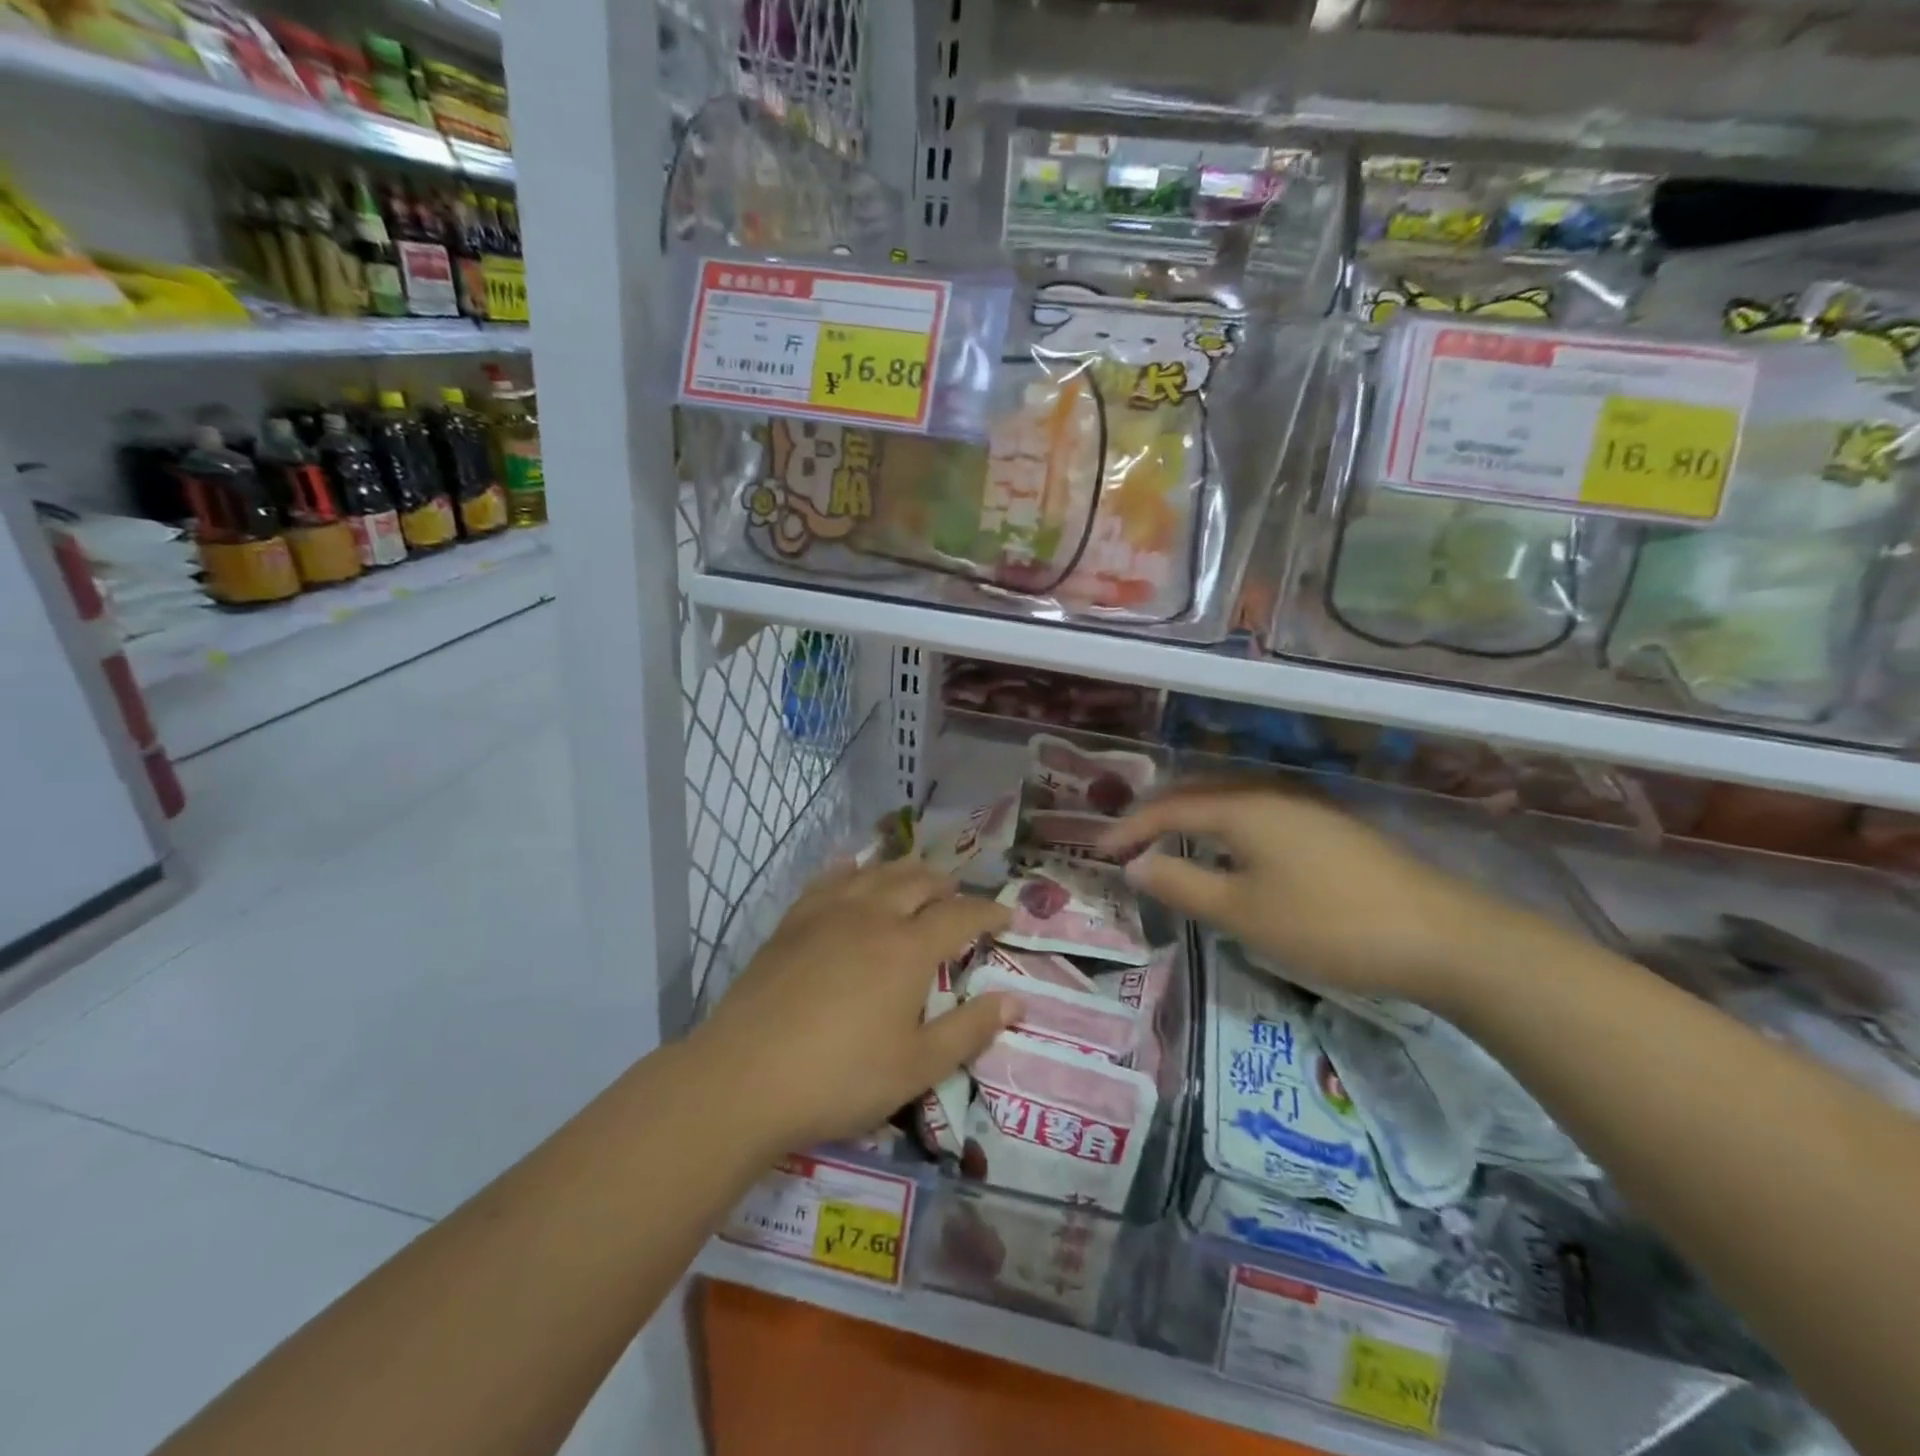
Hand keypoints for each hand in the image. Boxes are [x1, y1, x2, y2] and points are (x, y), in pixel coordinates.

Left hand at [693, 860, 1017, 1153]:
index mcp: (908, 948)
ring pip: (875, 873)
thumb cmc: (840, 1077)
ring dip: (904, 870)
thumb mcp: (917, 1066)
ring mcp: (827, 913)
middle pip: (918, 882)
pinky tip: (852, 870)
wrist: (745, 1076)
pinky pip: (829, 880)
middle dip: (946, 884)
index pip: (960, 916)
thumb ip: (970, 1030)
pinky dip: (851, 870)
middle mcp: (873, 916)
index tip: (1007, 915)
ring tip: (916, 876)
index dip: (988, 912)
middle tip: (959, 895)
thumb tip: (1016, 1000)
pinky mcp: (792, 922)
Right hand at [1099, 783, 1529, 1007]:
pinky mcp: (1329, 829)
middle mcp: (1271, 794)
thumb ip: (1182, 884)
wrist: (1443, 937)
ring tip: (1166, 843)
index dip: (1130, 827)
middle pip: (1198, 793)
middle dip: (1156, 815)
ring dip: (1191, 819)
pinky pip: (1257, 815)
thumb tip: (1135, 865)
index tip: (1100, 851)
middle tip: (1127, 842)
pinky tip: (1229, 852)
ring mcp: (1305, 808)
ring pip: (1231, 802)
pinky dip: (1224, 828)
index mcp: (1244, 807)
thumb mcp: (1242, 912)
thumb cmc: (1328, 924)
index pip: (1169, 807)